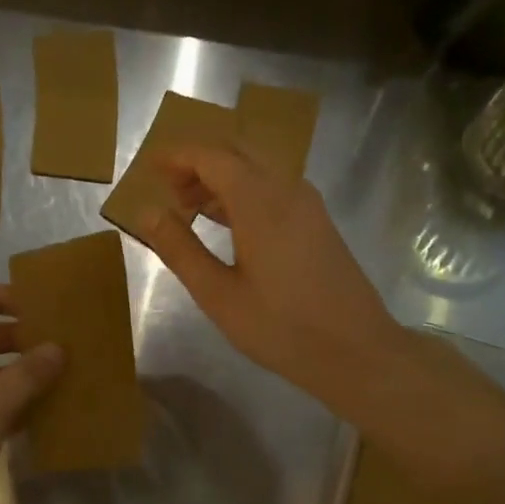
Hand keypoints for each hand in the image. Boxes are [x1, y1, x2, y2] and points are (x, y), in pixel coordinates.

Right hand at [137, 144, 399, 403]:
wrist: (356, 350)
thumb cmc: (281, 327)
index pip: (212, 157)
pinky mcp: (318, 222)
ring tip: (190, 209)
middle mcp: (287, 189)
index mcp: (260, 201)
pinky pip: (274, 188)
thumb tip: (148, 212)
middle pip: (237, 153)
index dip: (178, 156)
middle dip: (199, 163)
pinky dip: (244, 193)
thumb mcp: (218, 294)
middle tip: (168, 190)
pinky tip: (229, 224)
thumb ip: (180, 249)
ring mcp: (308, 204)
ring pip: (258, 169)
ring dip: (222, 179)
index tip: (150, 166)